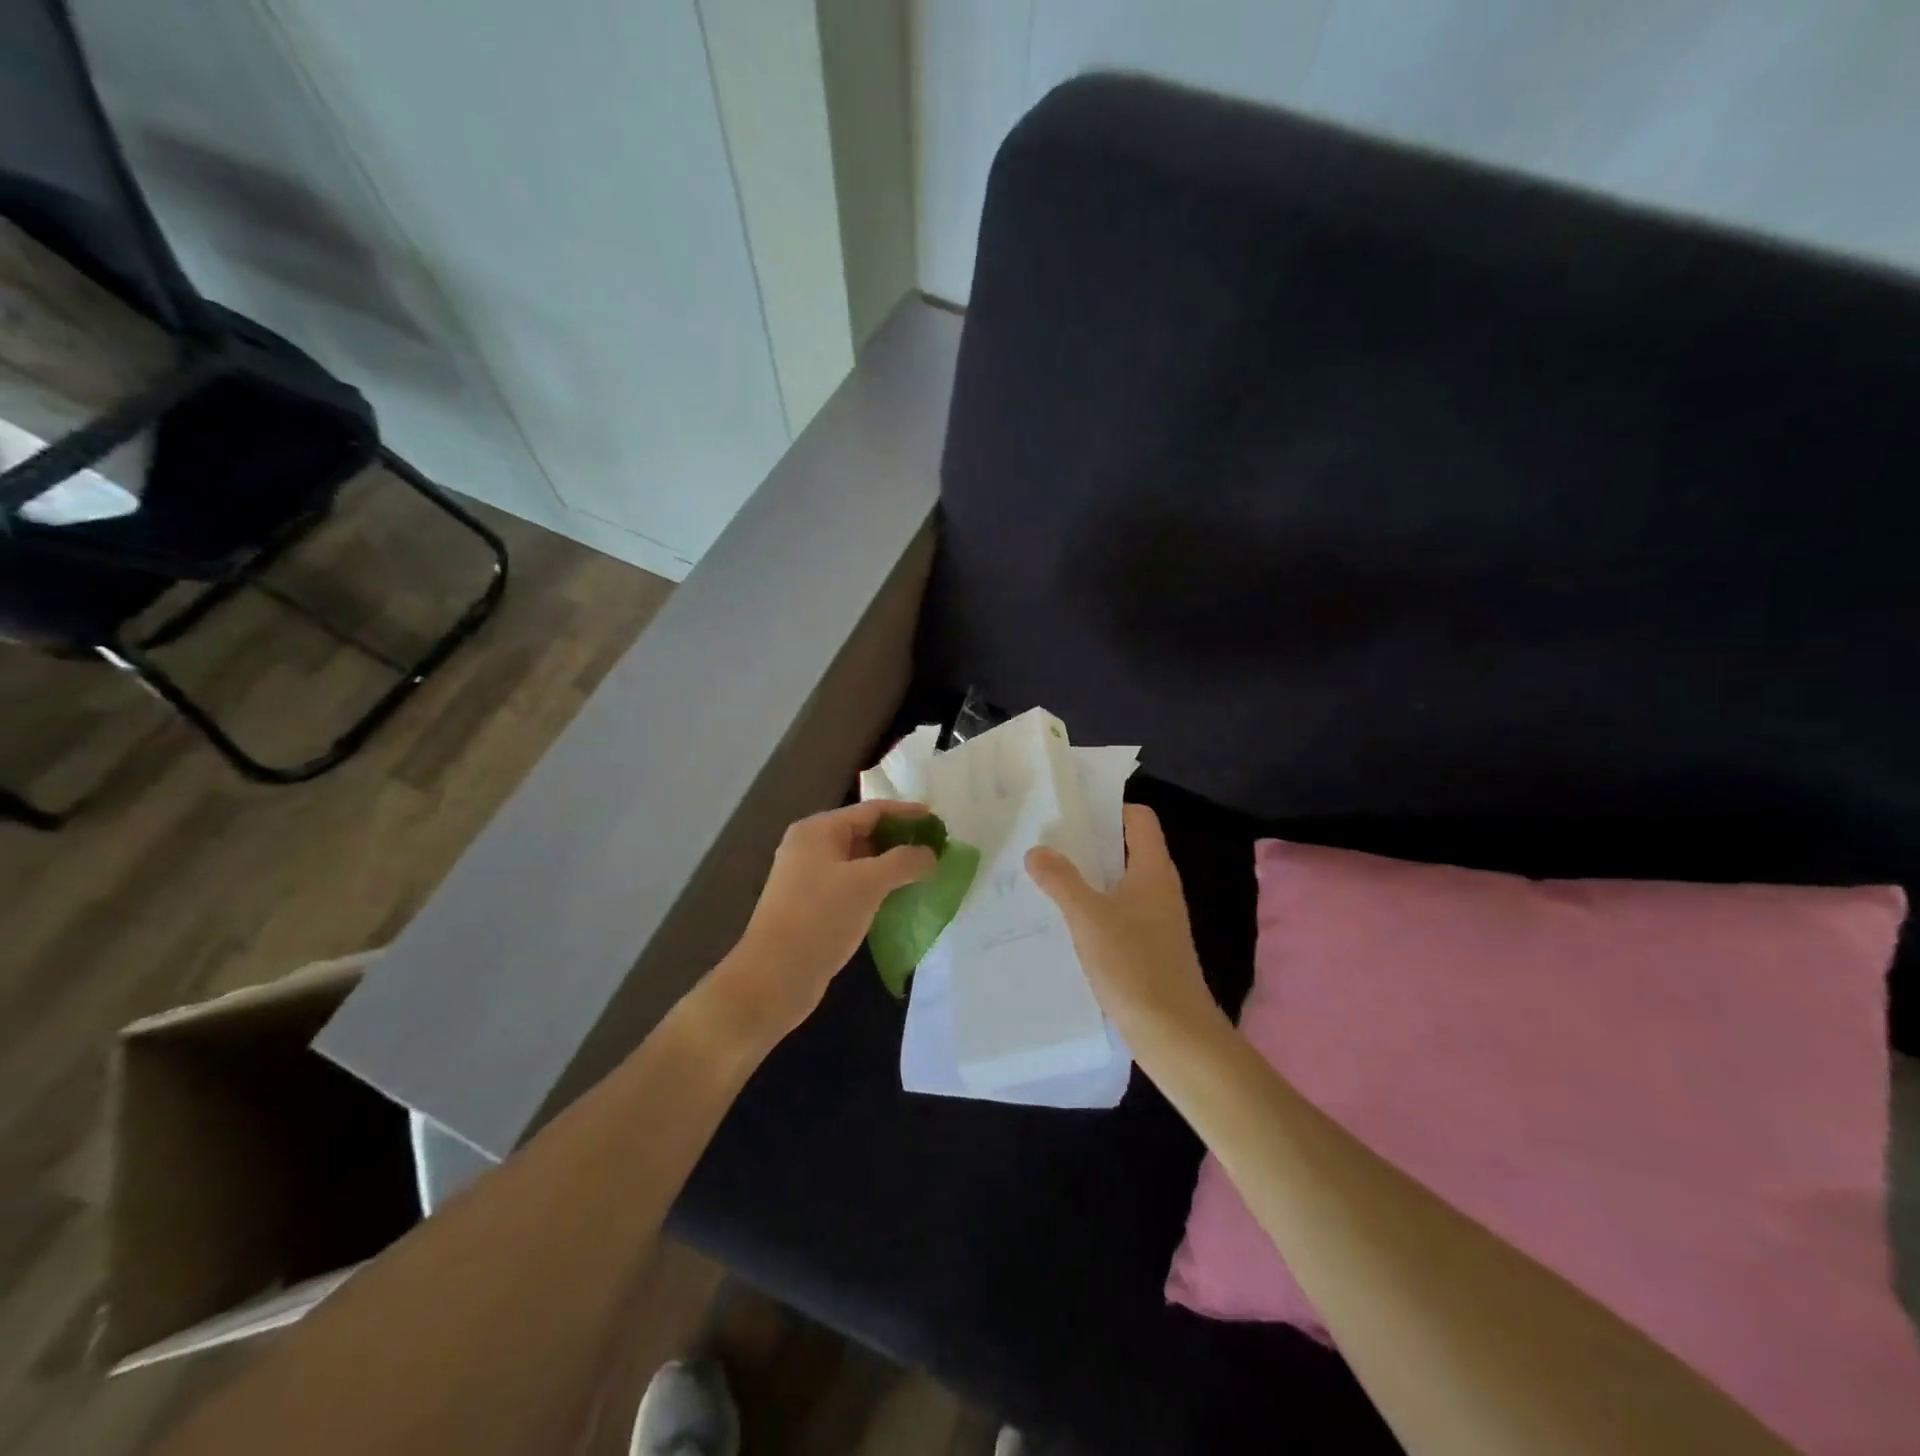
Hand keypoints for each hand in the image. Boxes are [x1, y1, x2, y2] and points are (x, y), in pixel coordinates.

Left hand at [718, 800, 937, 1042]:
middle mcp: (810, 847)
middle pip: (864, 833)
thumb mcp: (867, 883)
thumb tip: (930, 854)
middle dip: (900, 839)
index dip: (906, 813)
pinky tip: (899, 898)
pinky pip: (851, 885)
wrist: (773, 978)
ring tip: (924, 872)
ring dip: (890, 865)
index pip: (871, 810)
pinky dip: (876, 886)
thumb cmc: (820, 918)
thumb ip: (904, 862)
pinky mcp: (812, 906)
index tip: (938, 820)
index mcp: (818, 830)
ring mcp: (808, 878)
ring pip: (859, 862)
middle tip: (936, 849)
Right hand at [1026, 804, 1228, 1052]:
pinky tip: (1063, 920)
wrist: (1174, 1033)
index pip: (1139, 818)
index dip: (1108, 807)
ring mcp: (1156, 919)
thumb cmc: (1135, 964)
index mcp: (1153, 869)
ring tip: (1045, 876)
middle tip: (1045, 840)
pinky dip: (1093, 908)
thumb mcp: (1089, 917)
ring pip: (1118, 883)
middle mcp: (1158, 887)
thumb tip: (1037, 850)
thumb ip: (1061, 880)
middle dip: (1087, 842)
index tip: (1070, 809)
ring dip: (1086, 877)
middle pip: (1125, 848)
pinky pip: (1117, 912)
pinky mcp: (1148, 946)